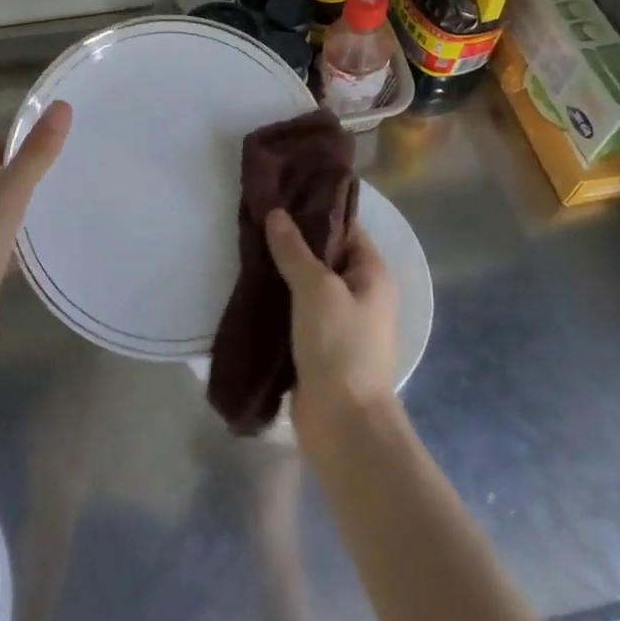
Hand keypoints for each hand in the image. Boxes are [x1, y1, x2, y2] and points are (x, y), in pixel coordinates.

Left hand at [0, 101, 70, 350]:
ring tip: (60, 204)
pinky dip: (18, 239)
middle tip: (64, 172)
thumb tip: (61, 106)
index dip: (20, 142)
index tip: (55, 145)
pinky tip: (42, 244)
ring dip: (22, 208)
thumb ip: (36, 153)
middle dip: (25, 175)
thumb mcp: (11, 192)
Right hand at [264, 208, 399, 437]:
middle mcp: (361, 295)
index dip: (316, 210)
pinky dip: (279, 302)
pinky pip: (298, 313)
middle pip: (325, 256)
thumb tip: (277, 214)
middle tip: (256, 220)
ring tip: (247, 249)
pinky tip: (251, 290)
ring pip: (309, 286)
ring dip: (283, 272)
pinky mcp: (320, 348)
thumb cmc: (339, 347)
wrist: (344, 425)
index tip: (281, 196)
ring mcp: (341, 324)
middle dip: (293, 241)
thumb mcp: (316, 289)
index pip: (345, 228)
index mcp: (372, 275)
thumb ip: (295, 250)